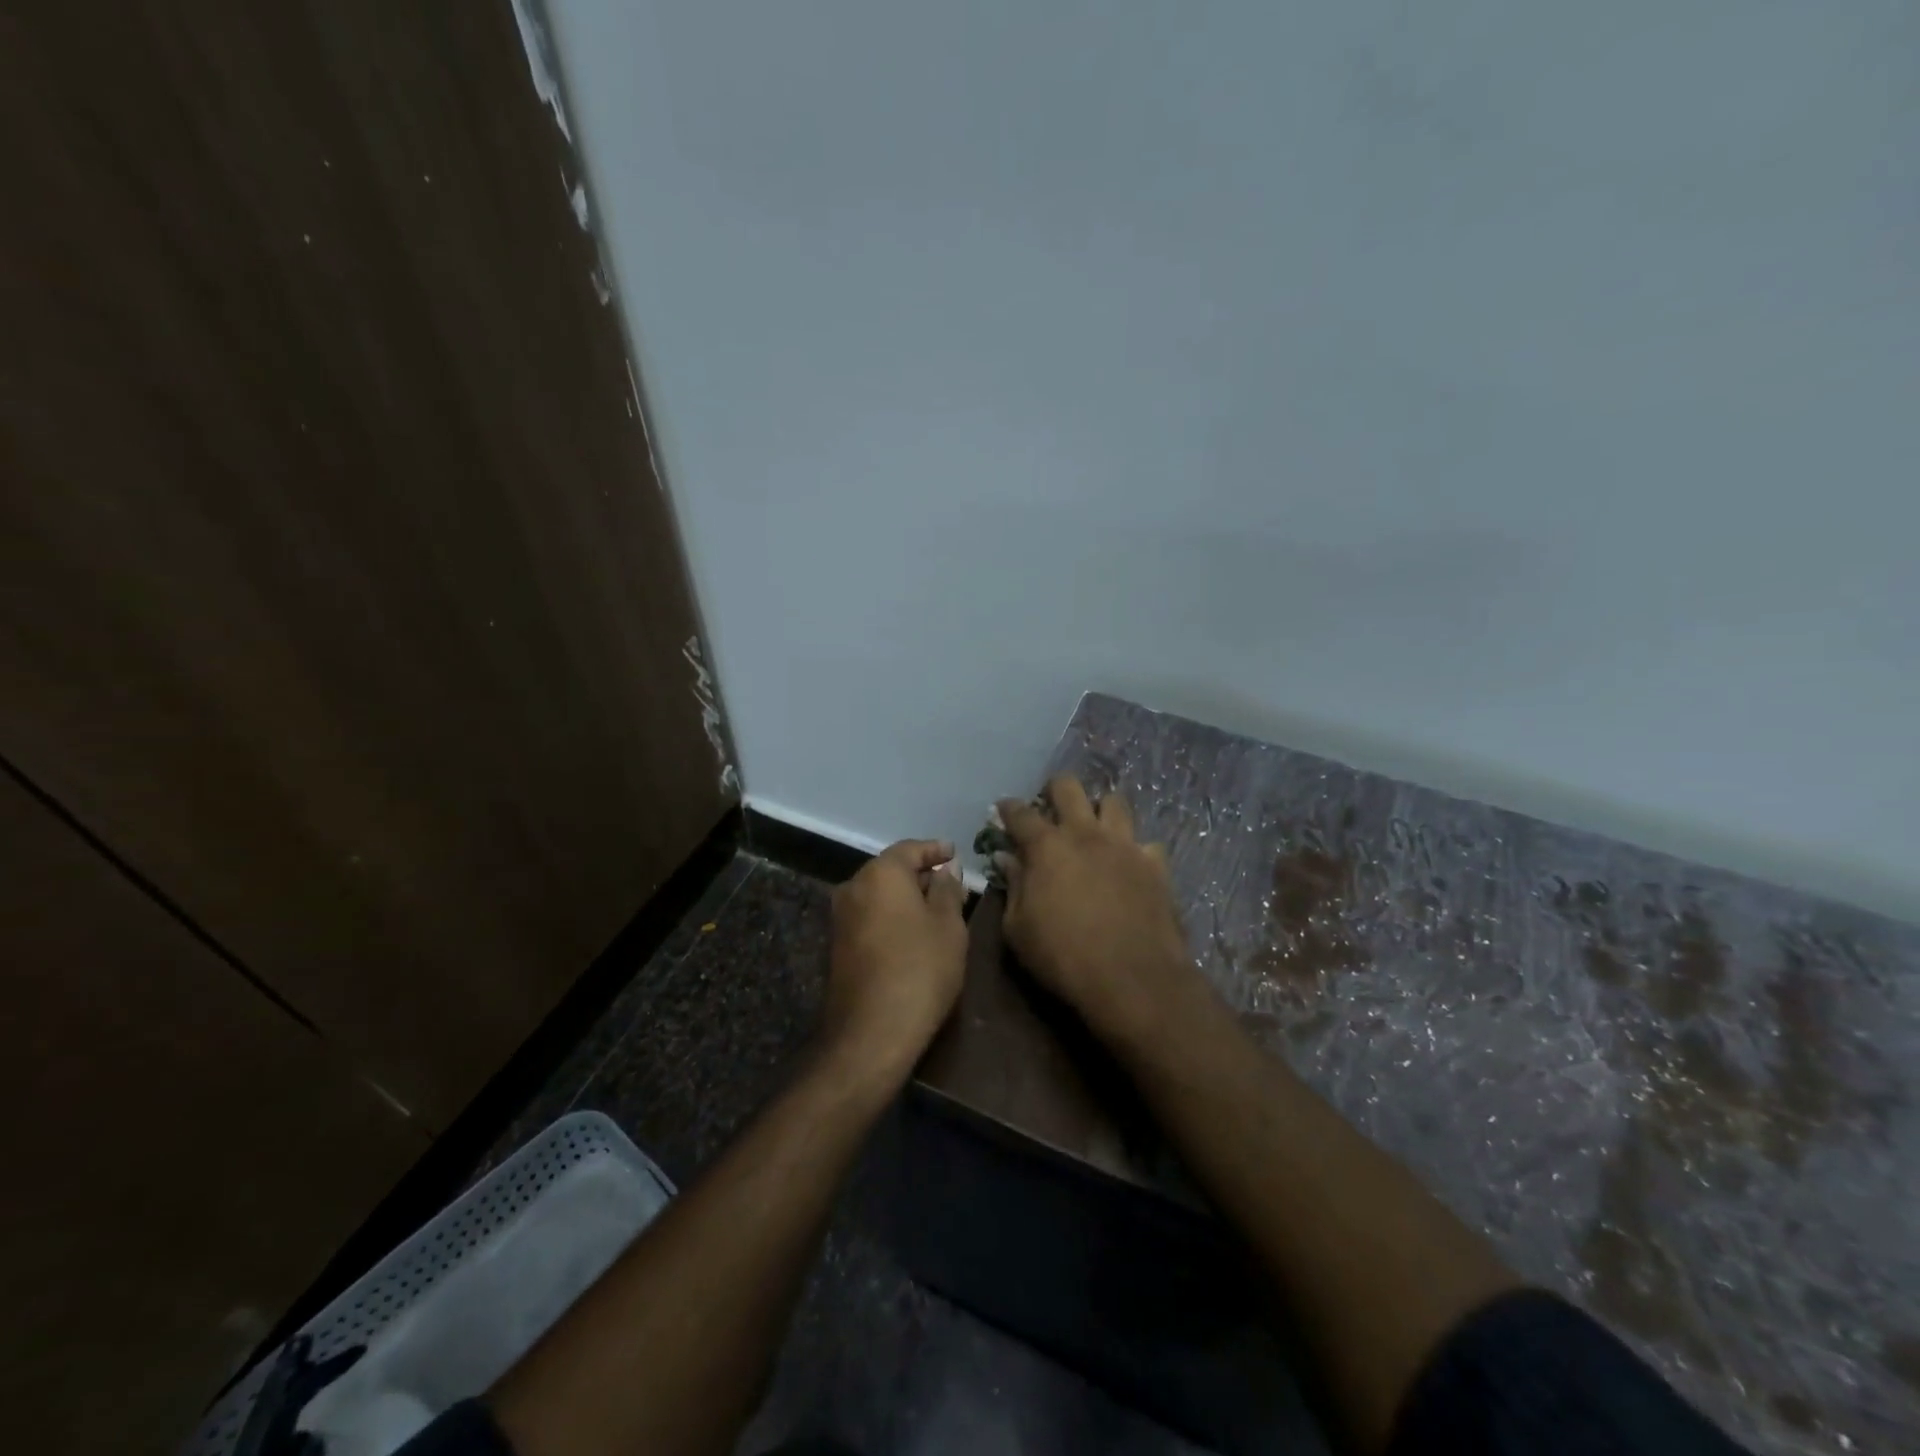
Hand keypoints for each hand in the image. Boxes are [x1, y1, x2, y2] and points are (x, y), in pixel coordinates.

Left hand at [822, 839, 967, 1082]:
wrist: (871, 1032)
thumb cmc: (920, 970)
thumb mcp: (948, 926)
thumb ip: (947, 890)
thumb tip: (946, 870)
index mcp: (880, 874)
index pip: (910, 848)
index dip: (935, 850)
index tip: (955, 853)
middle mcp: (853, 887)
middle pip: (892, 870)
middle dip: (922, 875)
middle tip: (952, 886)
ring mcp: (841, 917)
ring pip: (880, 895)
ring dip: (907, 898)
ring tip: (939, 910)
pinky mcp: (837, 945)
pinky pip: (871, 916)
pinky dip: (893, 916)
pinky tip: (915, 932)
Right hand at [996, 776, 1199, 1041]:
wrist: (1132, 979)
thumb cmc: (1063, 957)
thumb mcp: (1018, 929)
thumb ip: (1013, 887)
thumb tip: (1008, 860)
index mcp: (1047, 846)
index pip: (1020, 813)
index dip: (1008, 808)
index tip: (1002, 809)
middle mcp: (1086, 834)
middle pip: (1069, 787)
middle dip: (1055, 789)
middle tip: (1050, 806)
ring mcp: (1125, 845)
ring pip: (1114, 802)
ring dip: (1100, 810)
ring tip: (1094, 827)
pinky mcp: (1155, 865)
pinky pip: (1145, 843)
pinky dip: (1134, 850)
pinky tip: (1130, 865)